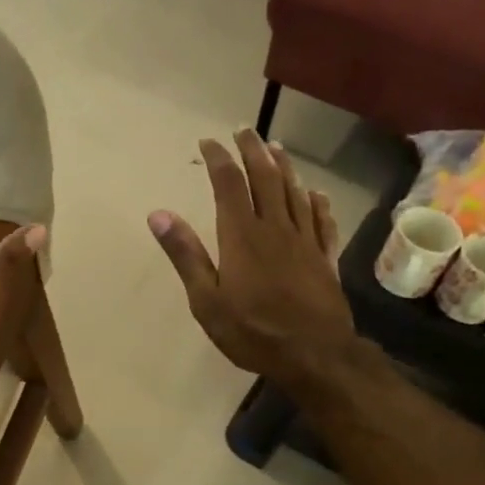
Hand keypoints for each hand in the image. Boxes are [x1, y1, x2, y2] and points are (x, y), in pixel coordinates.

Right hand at [148, 130, 356, 389]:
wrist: (314, 355)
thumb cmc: (252, 331)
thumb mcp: (206, 300)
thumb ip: (185, 254)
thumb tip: (158, 214)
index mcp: (241, 236)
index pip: (228, 184)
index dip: (218, 159)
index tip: (208, 142)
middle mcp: (275, 228)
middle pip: (265, 178)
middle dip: (253, 151)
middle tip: (245, 130)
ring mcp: (305, 241)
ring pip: (295, 193)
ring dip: (284, 167)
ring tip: (277, 147)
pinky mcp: (325, 259)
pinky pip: (323, 222)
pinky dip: (318, 203)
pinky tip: (316, 194)